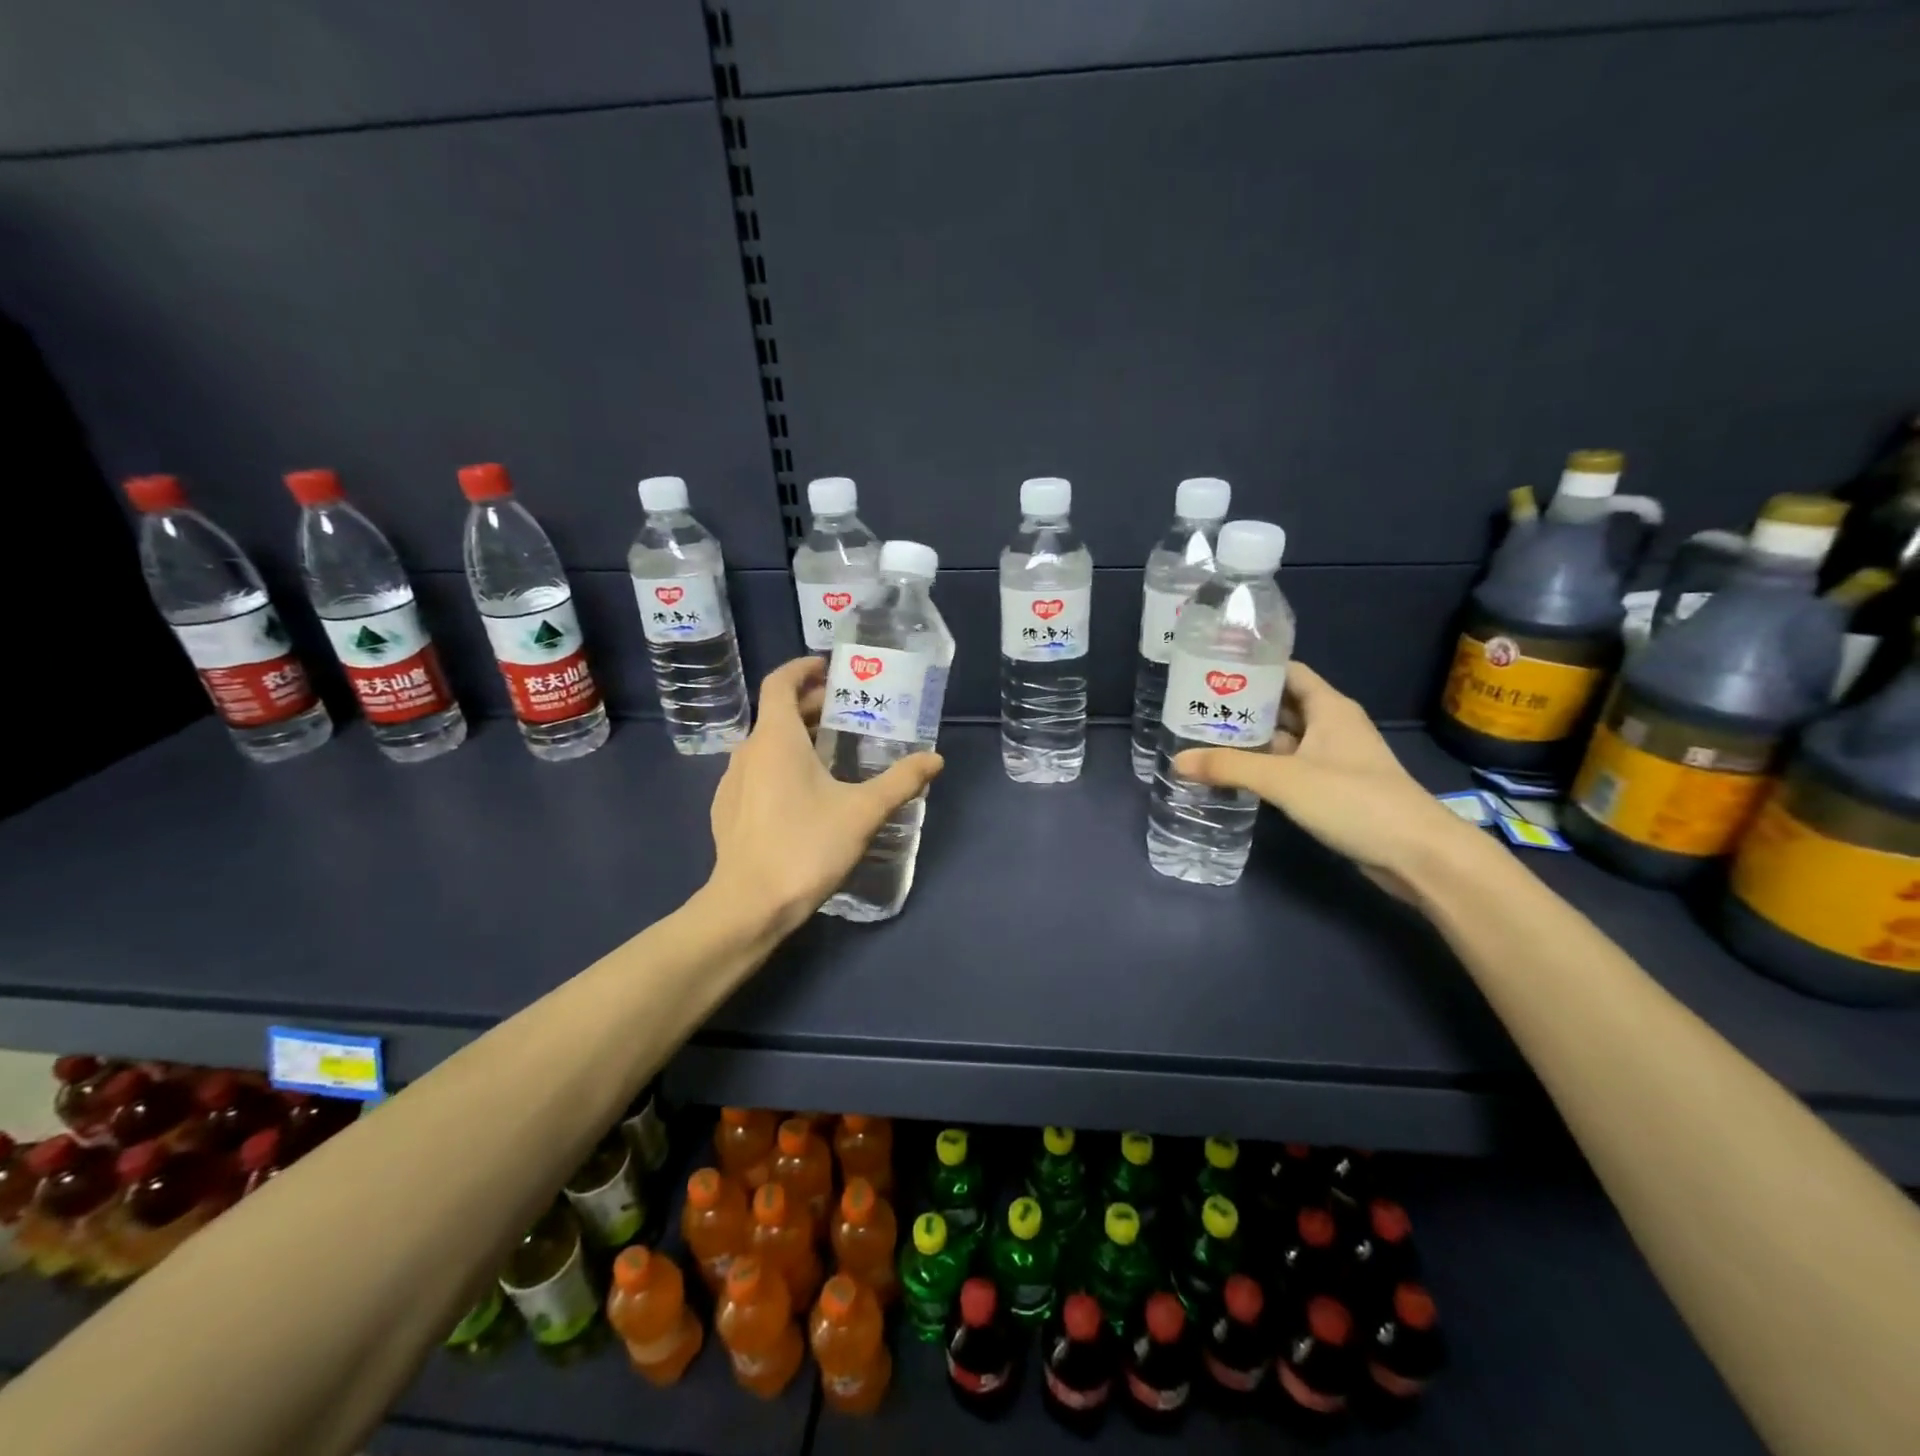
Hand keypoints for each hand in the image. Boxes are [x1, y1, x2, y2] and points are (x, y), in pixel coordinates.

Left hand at [706, 657, 943, 936]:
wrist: (749, 905)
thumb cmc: (806, 846)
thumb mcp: (863, 812)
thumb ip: (901, 781)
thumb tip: (935, 759)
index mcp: (775, 738)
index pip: (780, 682)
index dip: (802, 668)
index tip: (829, 668)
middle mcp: (748, 751)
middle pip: (776, 713)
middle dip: (810, 705)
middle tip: (846, 711)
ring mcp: (732, 782)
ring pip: (766, 744)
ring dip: (796, 737)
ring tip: (832, 751)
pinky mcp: (728, 811)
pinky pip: (757, 772)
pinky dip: (781, 765)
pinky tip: (805, 793)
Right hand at [1172, 661, 1473, 896]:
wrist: (1417, 853)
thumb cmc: (1354, 799)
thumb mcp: (1284, 779)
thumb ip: (1229, 767)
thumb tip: (1177, 761)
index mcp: (1329, 708)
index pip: (1288, 672)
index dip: (1254, 667)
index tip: (1213, 670)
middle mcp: (1333, 727)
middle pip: (1282, 706)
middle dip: (1243, 707)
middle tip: (1197, 708)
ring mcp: (1335, 759)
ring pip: (1286, 740)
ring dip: (1252, 740)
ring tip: (1205, 739)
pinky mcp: (1334, 789)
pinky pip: (1291, 768)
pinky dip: (1265, 768)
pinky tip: (1235, 775)